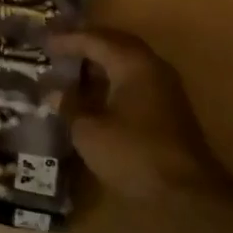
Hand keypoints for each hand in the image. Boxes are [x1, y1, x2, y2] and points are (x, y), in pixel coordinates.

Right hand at [51, 29, 221, 199]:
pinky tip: (98, 91)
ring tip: (75, 66)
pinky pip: (136, 77)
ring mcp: (165, 86)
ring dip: (101, 60)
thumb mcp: (90, 131)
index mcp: (132, 63)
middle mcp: (152, 65)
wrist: (187, 192)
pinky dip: (114, 77)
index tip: (44, 43)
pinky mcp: (169, 106)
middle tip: (60, 46)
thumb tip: (54, 91)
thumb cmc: (134, 154)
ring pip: (128, 60)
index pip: (94, 39)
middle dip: (87, 43)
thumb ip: (70, 105)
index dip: (67, 40)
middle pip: (115, 43)